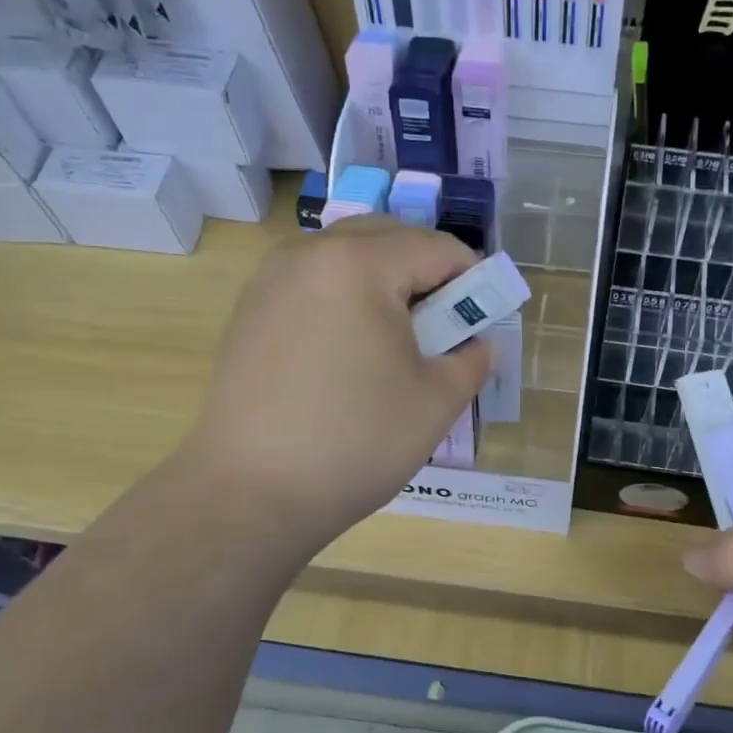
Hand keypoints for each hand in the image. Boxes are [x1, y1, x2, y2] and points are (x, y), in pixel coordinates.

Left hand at [179, 217, 492, 555]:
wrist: (251, 493)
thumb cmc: (357, 441)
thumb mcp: (437, 401)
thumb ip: (472, 359)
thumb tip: (478, 344)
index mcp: (359, 264)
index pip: (436, 248)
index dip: (473, 278)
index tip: (483, 318)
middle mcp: (308, 253)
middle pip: (388, 238)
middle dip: (426, 273)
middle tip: (443, 326)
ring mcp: (270, 280)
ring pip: (347, 257)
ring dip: (384, 283)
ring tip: (397, 340)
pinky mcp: (249, 311)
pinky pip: (314, 283)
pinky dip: (346, 298)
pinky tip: (350, 353)